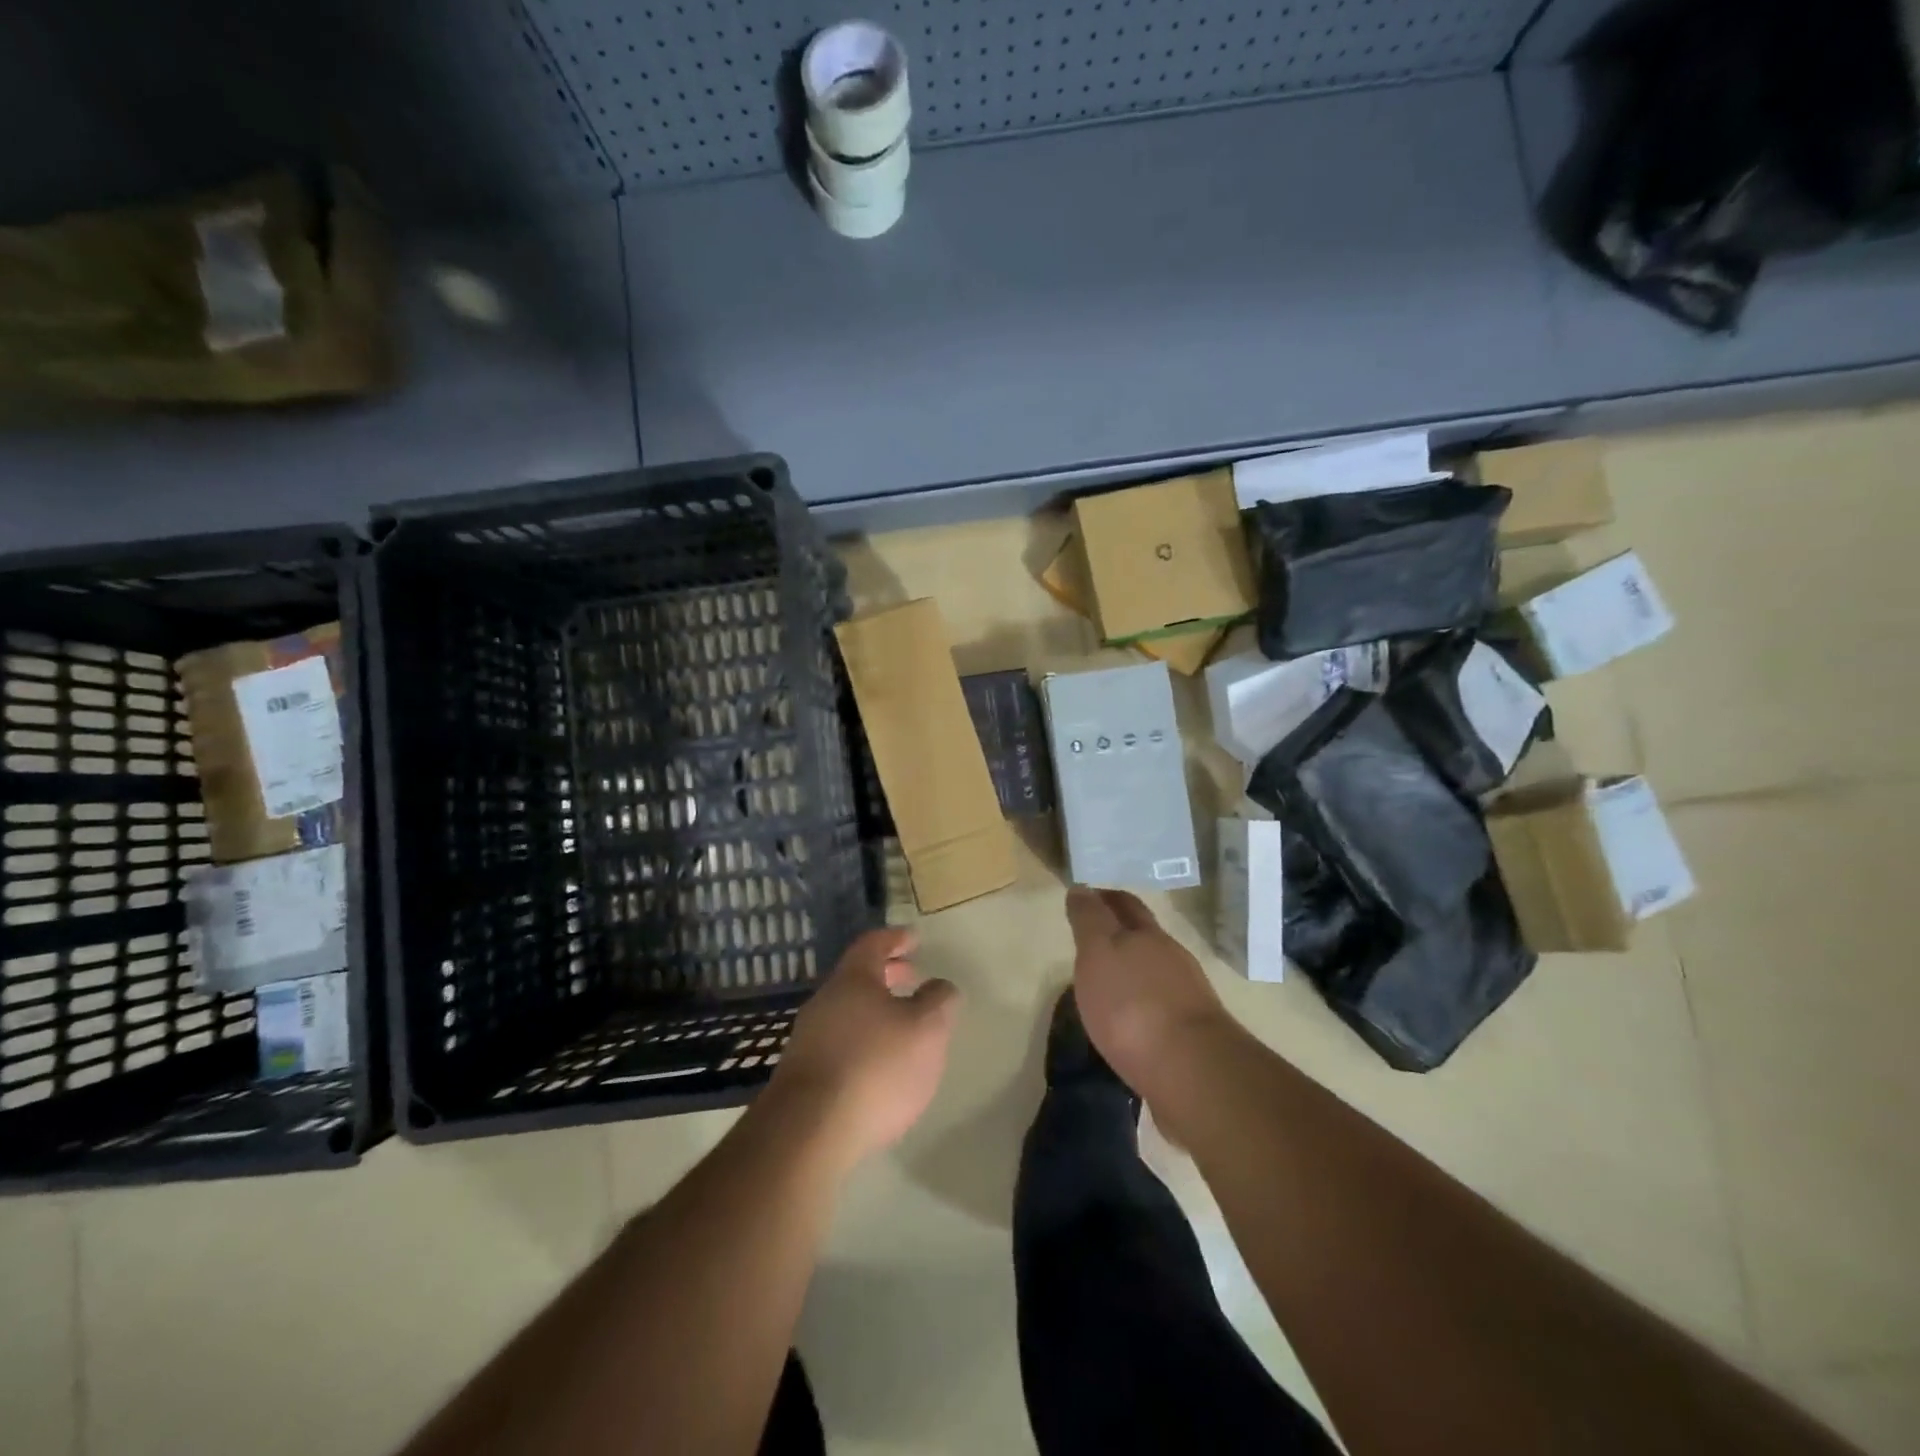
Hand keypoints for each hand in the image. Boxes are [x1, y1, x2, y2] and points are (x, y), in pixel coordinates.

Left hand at [770, 927, 958, 1166]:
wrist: (809, 1132)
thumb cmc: (875, 1067)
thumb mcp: (926, 1029)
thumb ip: (938, 1001)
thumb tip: (940, 986)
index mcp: (853, 979)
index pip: (873, 944)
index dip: (896, 938)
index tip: (914, 939)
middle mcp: (825, 1001)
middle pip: (858, 977)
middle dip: (887, 974)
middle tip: (913, 978)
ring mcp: (808, 1039)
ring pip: (848, 1010)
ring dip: (875, 1010)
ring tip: (902, 1026)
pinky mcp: (803, 1075)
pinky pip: (839, 1042)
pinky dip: (862, 1040)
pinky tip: (878, 1065)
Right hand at [1065, 887, 1228, 1094]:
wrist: (1190, 1069)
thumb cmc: (1131, 1004)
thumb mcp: (1097, 953)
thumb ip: (1089, 920)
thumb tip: (1082, 888)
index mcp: (1146, 935)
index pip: (1124, 904)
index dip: (1104, 897)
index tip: (1086, 896)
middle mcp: (1171, 957)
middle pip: (1144, 934)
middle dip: (1122, 928)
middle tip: (1095, 933)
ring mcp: (1187, 995)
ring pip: (1155, 969)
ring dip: (1134, 967)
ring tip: (1109, 979)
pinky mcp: (1191, 1032)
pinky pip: (1162, 1005)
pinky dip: (1144, 1001)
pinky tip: (1131, 1016)